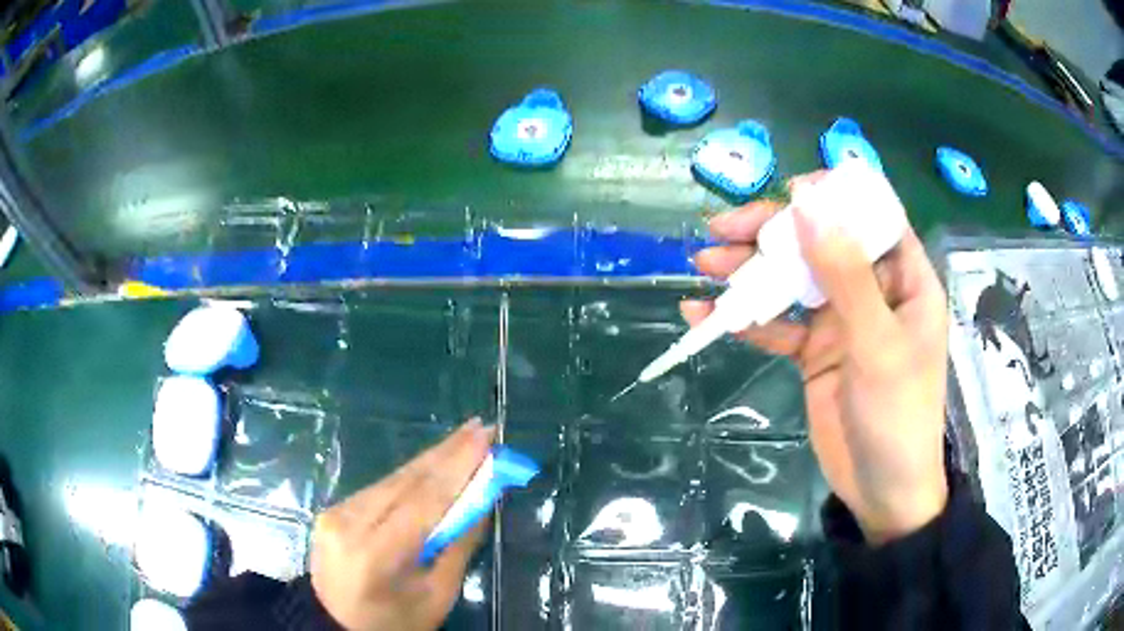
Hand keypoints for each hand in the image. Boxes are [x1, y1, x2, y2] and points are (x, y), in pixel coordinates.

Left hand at [310, 418, 493, 629]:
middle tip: (481, 427)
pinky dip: (411, 477)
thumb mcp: (437, 595)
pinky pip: (380, 489)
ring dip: (431, 460)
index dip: (459, 465)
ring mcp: (336, 513)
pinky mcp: (333, 510)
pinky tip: (433, 464)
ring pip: (393, 479)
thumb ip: (458, 546)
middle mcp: (349, 523)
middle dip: (448, 452)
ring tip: (465, 439)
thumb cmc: (396, 621)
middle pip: (406, 480)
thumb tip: (481, 499)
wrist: (335, 625)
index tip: (486, 436)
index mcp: (376, 553)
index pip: (424, 500)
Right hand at [684, 173, 948, 544]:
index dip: (832, 197)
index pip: (871, 216)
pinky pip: (777, 326)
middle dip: (773, 233)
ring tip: (704, 263)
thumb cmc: (898, 415)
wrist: (881, 490)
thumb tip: (807, 204)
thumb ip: (845, 275)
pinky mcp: (814, 352)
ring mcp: (841, 320)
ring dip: (749, 270)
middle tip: (722, 228)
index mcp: (904, 277)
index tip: (788, 194)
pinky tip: (706, 314)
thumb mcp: (877, 343)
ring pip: (793, 280)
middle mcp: (872, 289)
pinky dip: (745, 319)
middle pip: (821, 242)